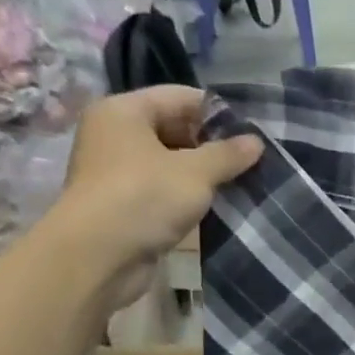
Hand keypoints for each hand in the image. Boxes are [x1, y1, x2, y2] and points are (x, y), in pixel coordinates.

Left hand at [51, 86, 262, 309]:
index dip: (218, 113)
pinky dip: (186, 194)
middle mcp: (114, 134)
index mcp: (124, 111)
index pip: (180, 97)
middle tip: (249, 161)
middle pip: (173, 127)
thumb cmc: (144, 198)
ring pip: (169, 161)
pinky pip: (162, 188)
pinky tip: (214, 205)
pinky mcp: (122, 202)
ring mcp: (115, 170)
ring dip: (202, 173)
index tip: (252, 132)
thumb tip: (256, 141)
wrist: (98, 257)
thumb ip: (228, 154)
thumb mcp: (196, 173)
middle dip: (212, 144)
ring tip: (239, 183)